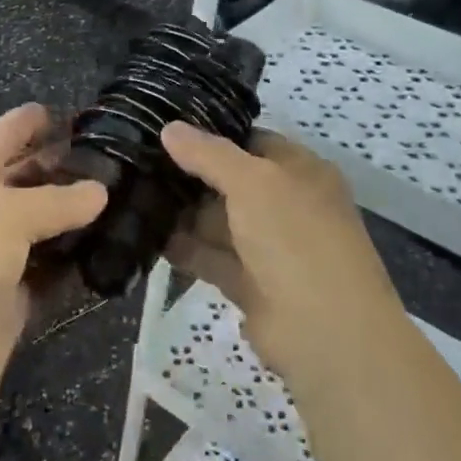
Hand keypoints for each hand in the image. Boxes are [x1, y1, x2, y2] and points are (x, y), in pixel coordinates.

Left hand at [0, 104, 107, 431]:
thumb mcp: (3, 216)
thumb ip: (55, 200)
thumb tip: (99, 190)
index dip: (27, 123)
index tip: (68, 114)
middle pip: (23, 181)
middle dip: (61, 168)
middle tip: (113, 159)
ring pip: (42, 229)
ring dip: (76, 219)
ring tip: (125, 201)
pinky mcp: (11, 301)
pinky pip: (51, 274)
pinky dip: (76, 265)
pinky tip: (113, 253)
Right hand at [161, 122, 405, 387]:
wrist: (326, 332)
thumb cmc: (295, 237)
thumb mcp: (252, 181)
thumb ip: (208, 154)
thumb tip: (169, 127)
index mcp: (301, 171)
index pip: (252, 141)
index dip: (212, 135)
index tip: (166, 129)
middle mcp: (287, 204)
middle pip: (231, 181)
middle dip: (190, 174)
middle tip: (139, 161)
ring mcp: (270, 246)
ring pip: (219, 221)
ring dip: (183, 213)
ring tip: (133, 195)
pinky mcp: (251, 284)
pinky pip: (212, 257)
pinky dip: (184, 249)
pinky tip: (147, 236)